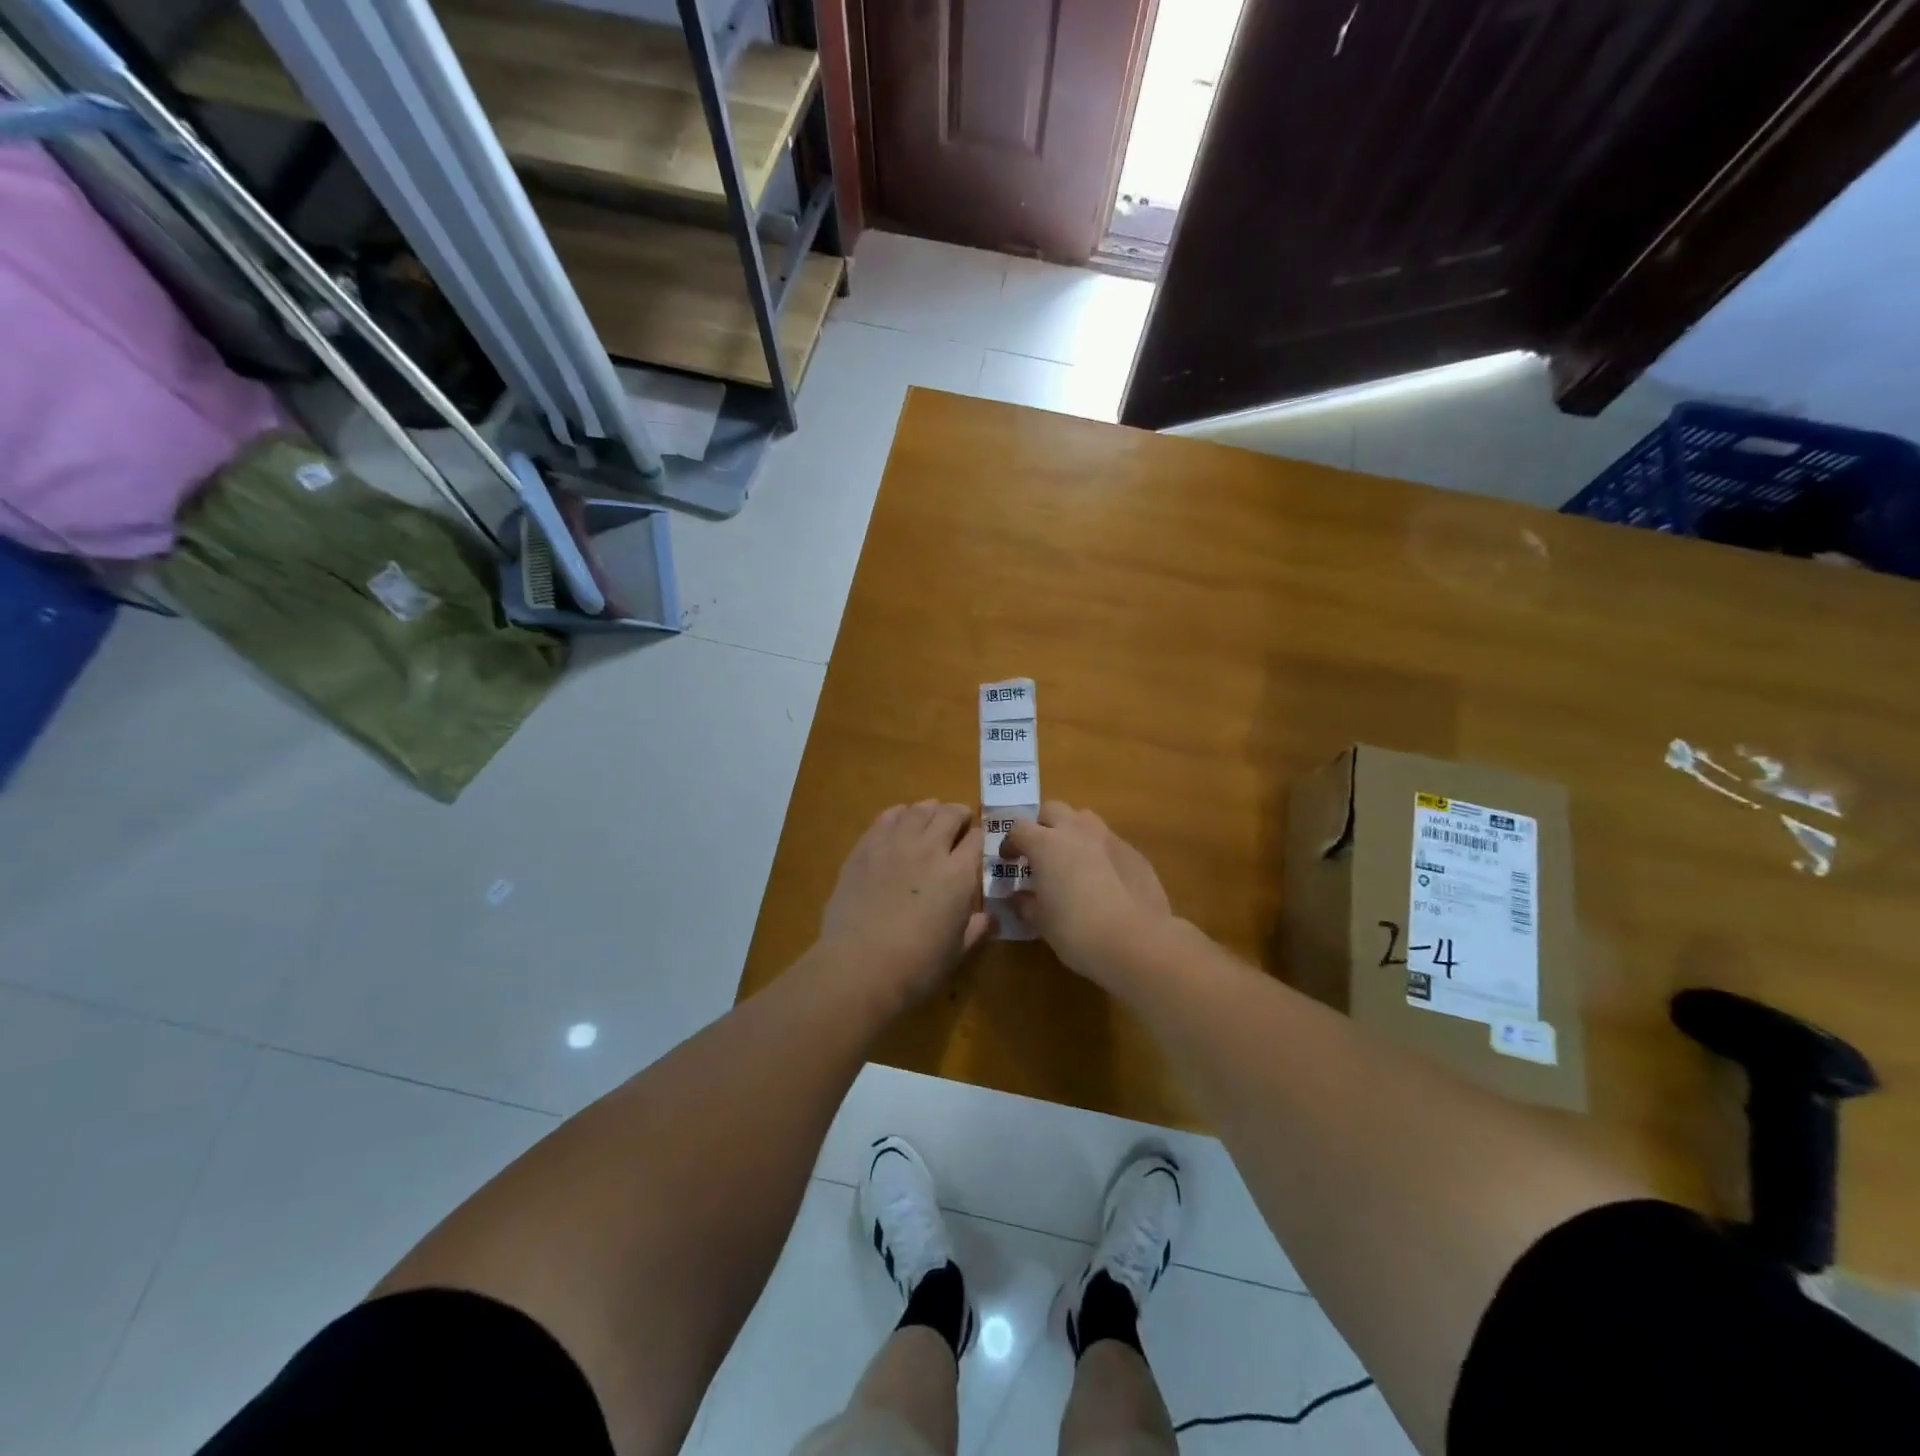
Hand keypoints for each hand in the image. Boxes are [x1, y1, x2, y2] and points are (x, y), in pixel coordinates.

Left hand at [820, 801, 989, 1005]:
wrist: (859, 965)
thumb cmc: (916, 966)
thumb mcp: (956, 952)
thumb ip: (976, 929)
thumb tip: (991, 919)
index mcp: (959, 874)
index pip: (977, 839)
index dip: (979, 838)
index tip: (977, 845)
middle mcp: (930, 849)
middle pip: (950, 814)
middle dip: (959, 816)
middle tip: (958, 824)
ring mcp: (895, 844)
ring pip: (919, 810)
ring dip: (930, 811)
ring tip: (930, 819)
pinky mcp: (865, 847)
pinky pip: (886, 817)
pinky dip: (899, 815)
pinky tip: (899, 823)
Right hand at [1001, 802, 1173, 983]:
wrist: (1136, 941)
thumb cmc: (1076, 930)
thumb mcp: (1041, 921)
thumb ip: (1025, 903)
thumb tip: (1019, 897)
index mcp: (1046, 844)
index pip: (1019, 828)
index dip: (1010, 843)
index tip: (1009, 861)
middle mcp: (1077, 831)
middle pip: (1053, 810)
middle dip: (1042, 825)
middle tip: (1039, 852)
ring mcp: (1109, 838)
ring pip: (1084, 819)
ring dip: (1072, 832)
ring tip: (1071, 859)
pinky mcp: (1134, 853)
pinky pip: (1109, 842)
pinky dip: (1099, 852)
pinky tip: (1103, 879)